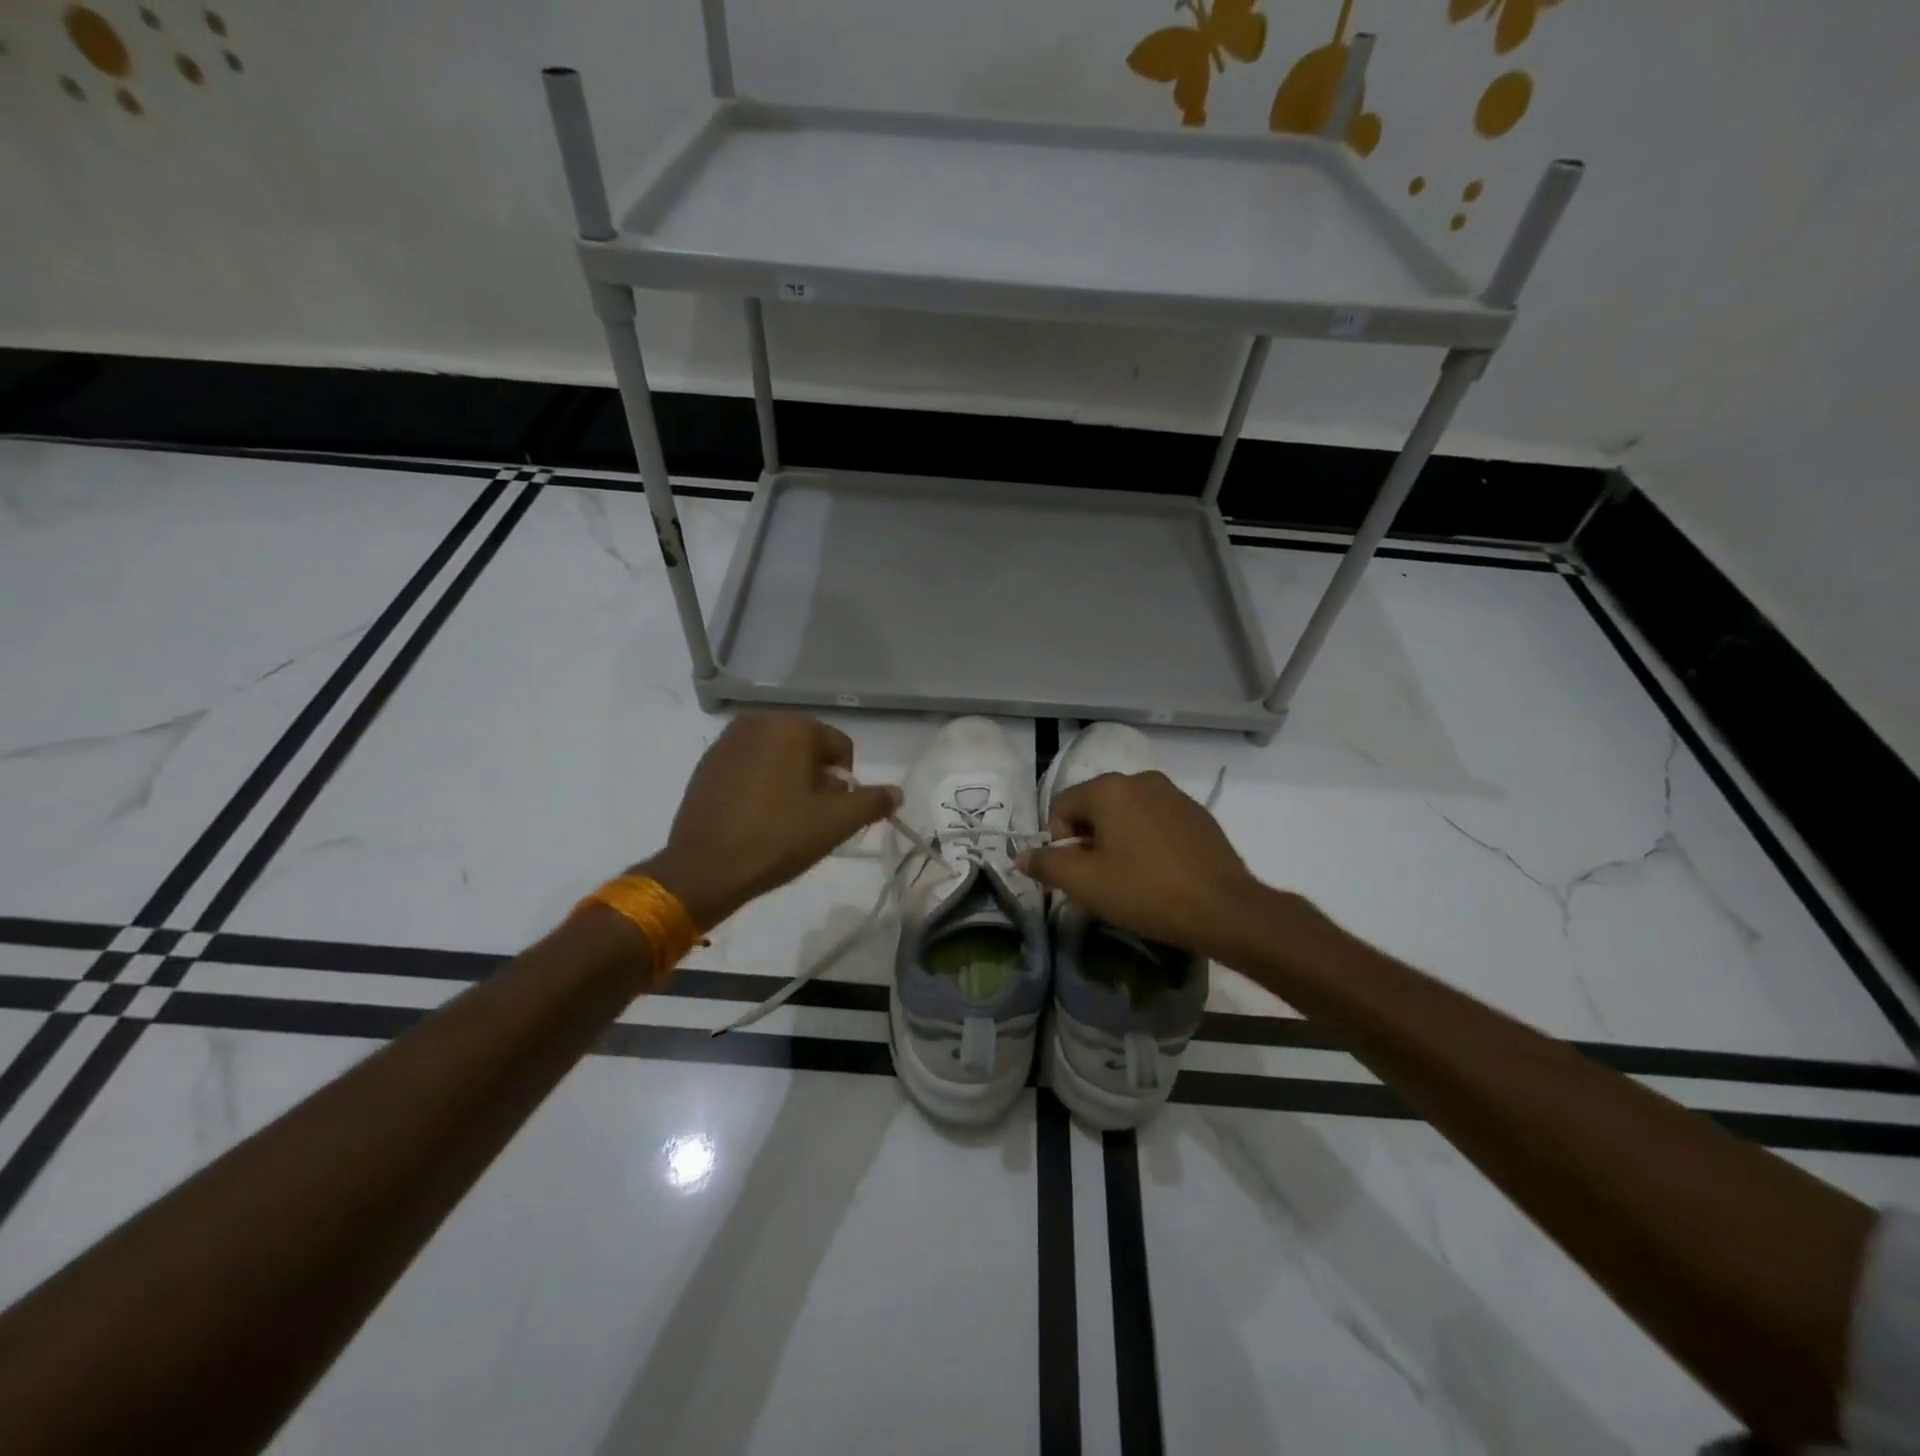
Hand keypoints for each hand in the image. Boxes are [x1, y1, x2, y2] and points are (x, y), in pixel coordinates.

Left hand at [638, 713, 899, 929]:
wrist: (703, 870)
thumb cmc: (777, 839)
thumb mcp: (835, 823)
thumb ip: (872, 802)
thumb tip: (897, 792)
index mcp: (792, 726)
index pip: (840, 747)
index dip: (845, 784)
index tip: (830, 815)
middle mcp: (758, 721)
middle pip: (809, 749)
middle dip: (816, 780)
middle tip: (808, 820)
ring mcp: (727, 741)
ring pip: (779, 758)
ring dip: (789, 782)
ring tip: (781, 821)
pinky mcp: (707, 764)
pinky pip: (750, 767)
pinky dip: (760, 785)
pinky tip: (754, 818)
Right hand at [1018, 770, 1265, 955]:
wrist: (1224, 909)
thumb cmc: (1146, 892)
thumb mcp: (1086, 884)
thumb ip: (1047, 865)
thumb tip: (1021, 856)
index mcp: (1109, 789)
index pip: (1061, 806)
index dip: (1059, 842)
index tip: (1077, 874)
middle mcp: (1140, 779)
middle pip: (1094, 806)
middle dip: (1089, 840)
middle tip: (1101, 879)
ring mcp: (1173, 793)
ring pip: (1126, 813)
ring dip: (1118, 839)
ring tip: (1131, 877)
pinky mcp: (1196, 813)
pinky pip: (1155, 820)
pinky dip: (1147, 839)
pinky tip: (1159, 872)